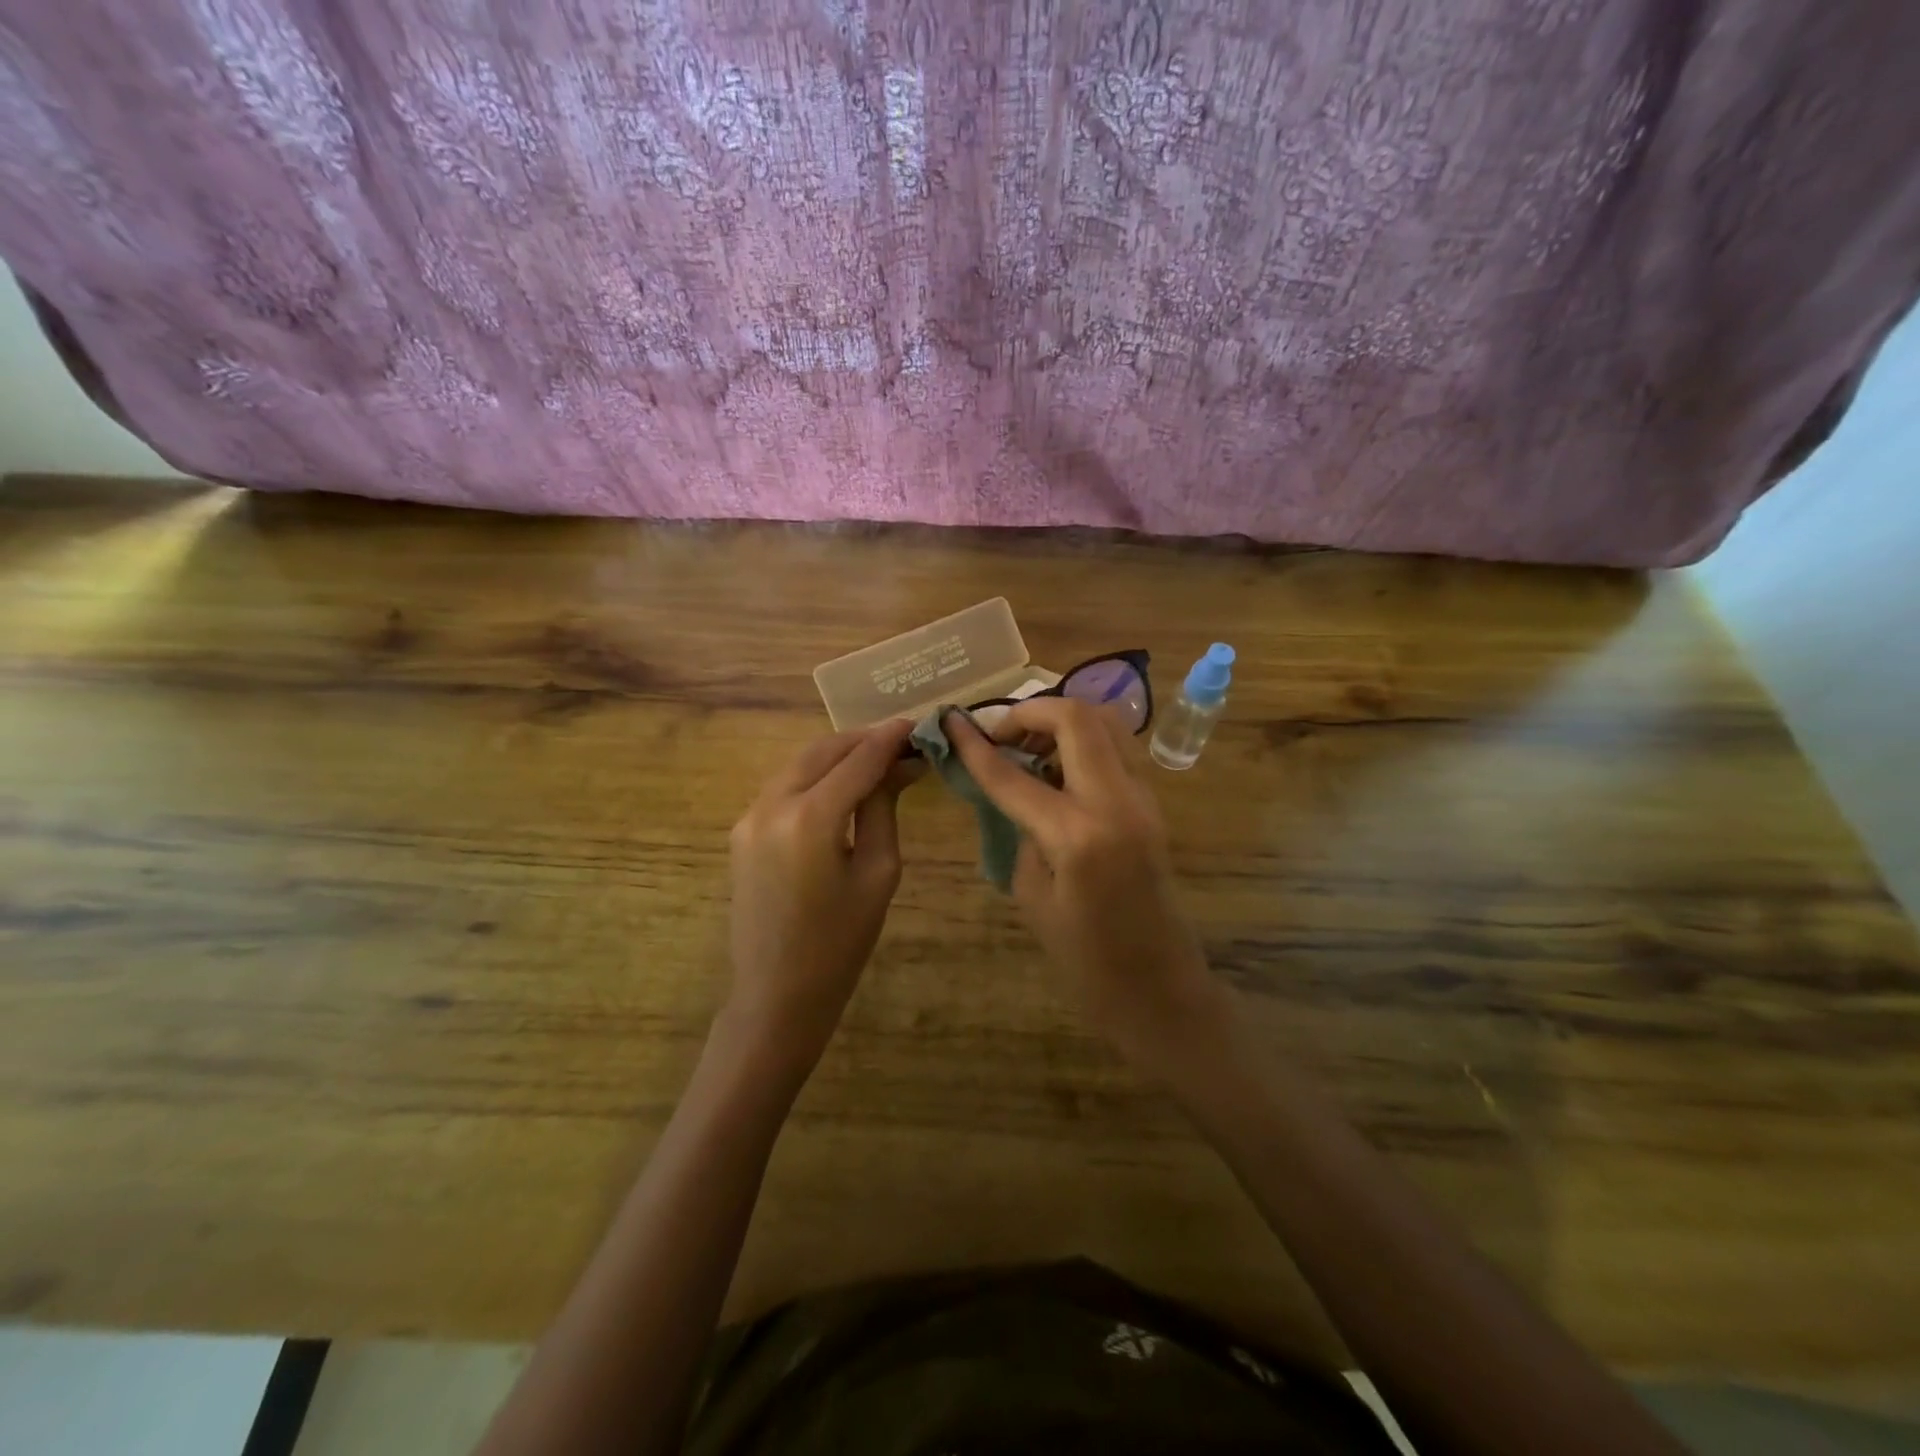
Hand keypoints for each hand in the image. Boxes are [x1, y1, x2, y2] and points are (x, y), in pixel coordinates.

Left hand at [724, 720, 917, 1069]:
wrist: (777, 993)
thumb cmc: (840, 942)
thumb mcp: (877, 872)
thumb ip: (883, 808)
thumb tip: (900, 766)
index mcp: (809, 818)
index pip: (857, 760)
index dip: (889, 739)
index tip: (917, 725)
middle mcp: (771, 805)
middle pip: (822, 751)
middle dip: (862, 740)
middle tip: (901, 741)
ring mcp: (749, 816)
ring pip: (799, 764)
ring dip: (837, 755)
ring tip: (876, 758)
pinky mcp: (741, 830)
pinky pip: (783, 787)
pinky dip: (815, 776)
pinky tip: (841, 783)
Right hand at [946, 700, 1225, 1074]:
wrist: (1160, 987)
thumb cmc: (1086, 960)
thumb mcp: (1033, 897)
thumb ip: (1021, 832)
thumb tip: (1015, 791)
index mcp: (1077, 834)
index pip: (1013, 774)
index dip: (976, 746)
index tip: (951, 721)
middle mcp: (1116, 801)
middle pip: (1076, 717)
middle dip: (1030, 711)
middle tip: (1000, 734)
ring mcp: (1143, 798)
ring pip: (1105, 723)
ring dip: (1062, 721)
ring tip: (1028, 748)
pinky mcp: (1153, 804)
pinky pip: (1116, 750)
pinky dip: (1083, 743)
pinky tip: (1057, 771)